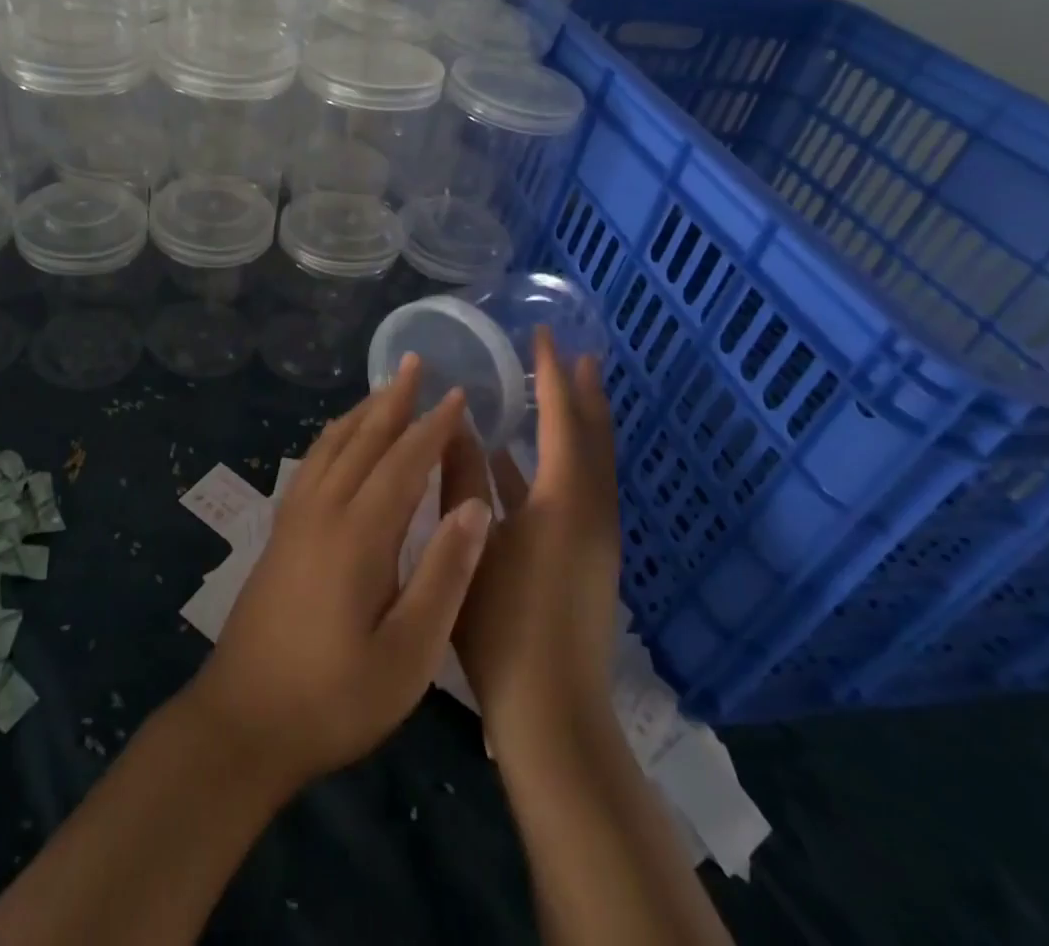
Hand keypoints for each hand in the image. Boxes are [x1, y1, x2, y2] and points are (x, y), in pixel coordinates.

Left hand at [188, 355, 494, 790]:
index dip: (434, 426)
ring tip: (383, 389)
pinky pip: (310, 463)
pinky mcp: (279, 531)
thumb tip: (476, 505)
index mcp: (359, 533)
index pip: (404, 461)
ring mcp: (294, 517)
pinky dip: (332, 437)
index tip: (458, 395)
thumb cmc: (335, 697)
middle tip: (415, 362)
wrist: (244, 720)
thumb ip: (444, 574)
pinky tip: (339, 439)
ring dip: (361, 412)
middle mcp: (323, 509)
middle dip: (393, 399)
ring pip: (331, 444)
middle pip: (363, 438)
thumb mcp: (409, 653)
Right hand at [445, 328, 621, 744]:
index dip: (552, 373)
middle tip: (571, 351)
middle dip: (582, 391)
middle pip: (593, 435)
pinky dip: (562, 460)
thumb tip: (453, 424)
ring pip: (591, 462)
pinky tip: (527, 460)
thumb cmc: (502, 625)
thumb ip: (461, 478)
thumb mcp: (470, 541)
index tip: (542, 334)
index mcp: (564, 501)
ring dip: (577, 422)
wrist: (551, 713)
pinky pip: (580, 487)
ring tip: (559, 389)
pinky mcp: (588, 556)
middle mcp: (591, 510)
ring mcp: (595, 535)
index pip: (562, 418)